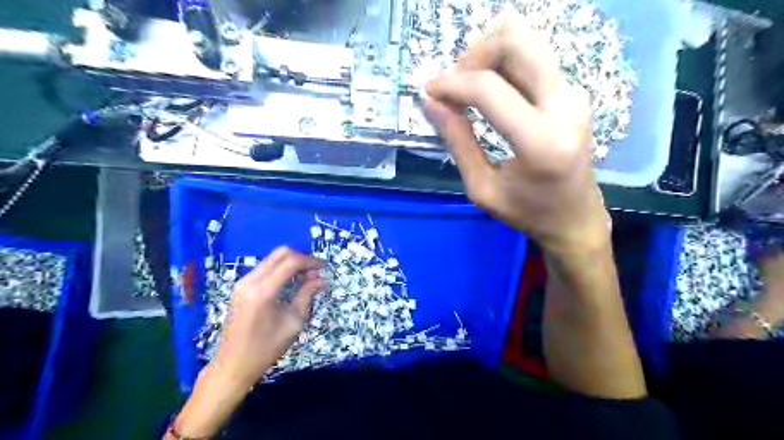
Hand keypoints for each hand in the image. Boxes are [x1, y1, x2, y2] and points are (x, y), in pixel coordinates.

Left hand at [212, 248, 323, 388]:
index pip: (291, 262)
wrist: (233, 365)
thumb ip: (307, 295)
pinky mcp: (240, 287)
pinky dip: (280, 269)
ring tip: (306, 278)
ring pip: (272, 259)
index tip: (324, 267)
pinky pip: (265, 268)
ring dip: (291, 263)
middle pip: (280, 254)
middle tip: (315, 271)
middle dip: (301, 258)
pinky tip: (291, 282)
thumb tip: (321, 279)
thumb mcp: (294, 322)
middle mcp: (250, 281)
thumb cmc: (267, 348)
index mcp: (263, 291)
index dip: (310, 261)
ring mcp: (242, 283)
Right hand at [427, 13, 607, 253]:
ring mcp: (573, 95)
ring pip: (526, 43)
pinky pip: (533, 60)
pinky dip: (503, 66)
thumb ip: (457, 142)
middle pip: (515, 43)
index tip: (429, 92)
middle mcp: (565, 107)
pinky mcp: (572, 93)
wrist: (575, 218)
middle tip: (453, 85)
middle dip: (474, 56)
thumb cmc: (527, 213)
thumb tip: (431, 103)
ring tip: (467, 87)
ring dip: (489, 55)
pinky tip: (488, 92)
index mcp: (541, 141)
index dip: (452, 84)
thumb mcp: (482, 188)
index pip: (489, 89)